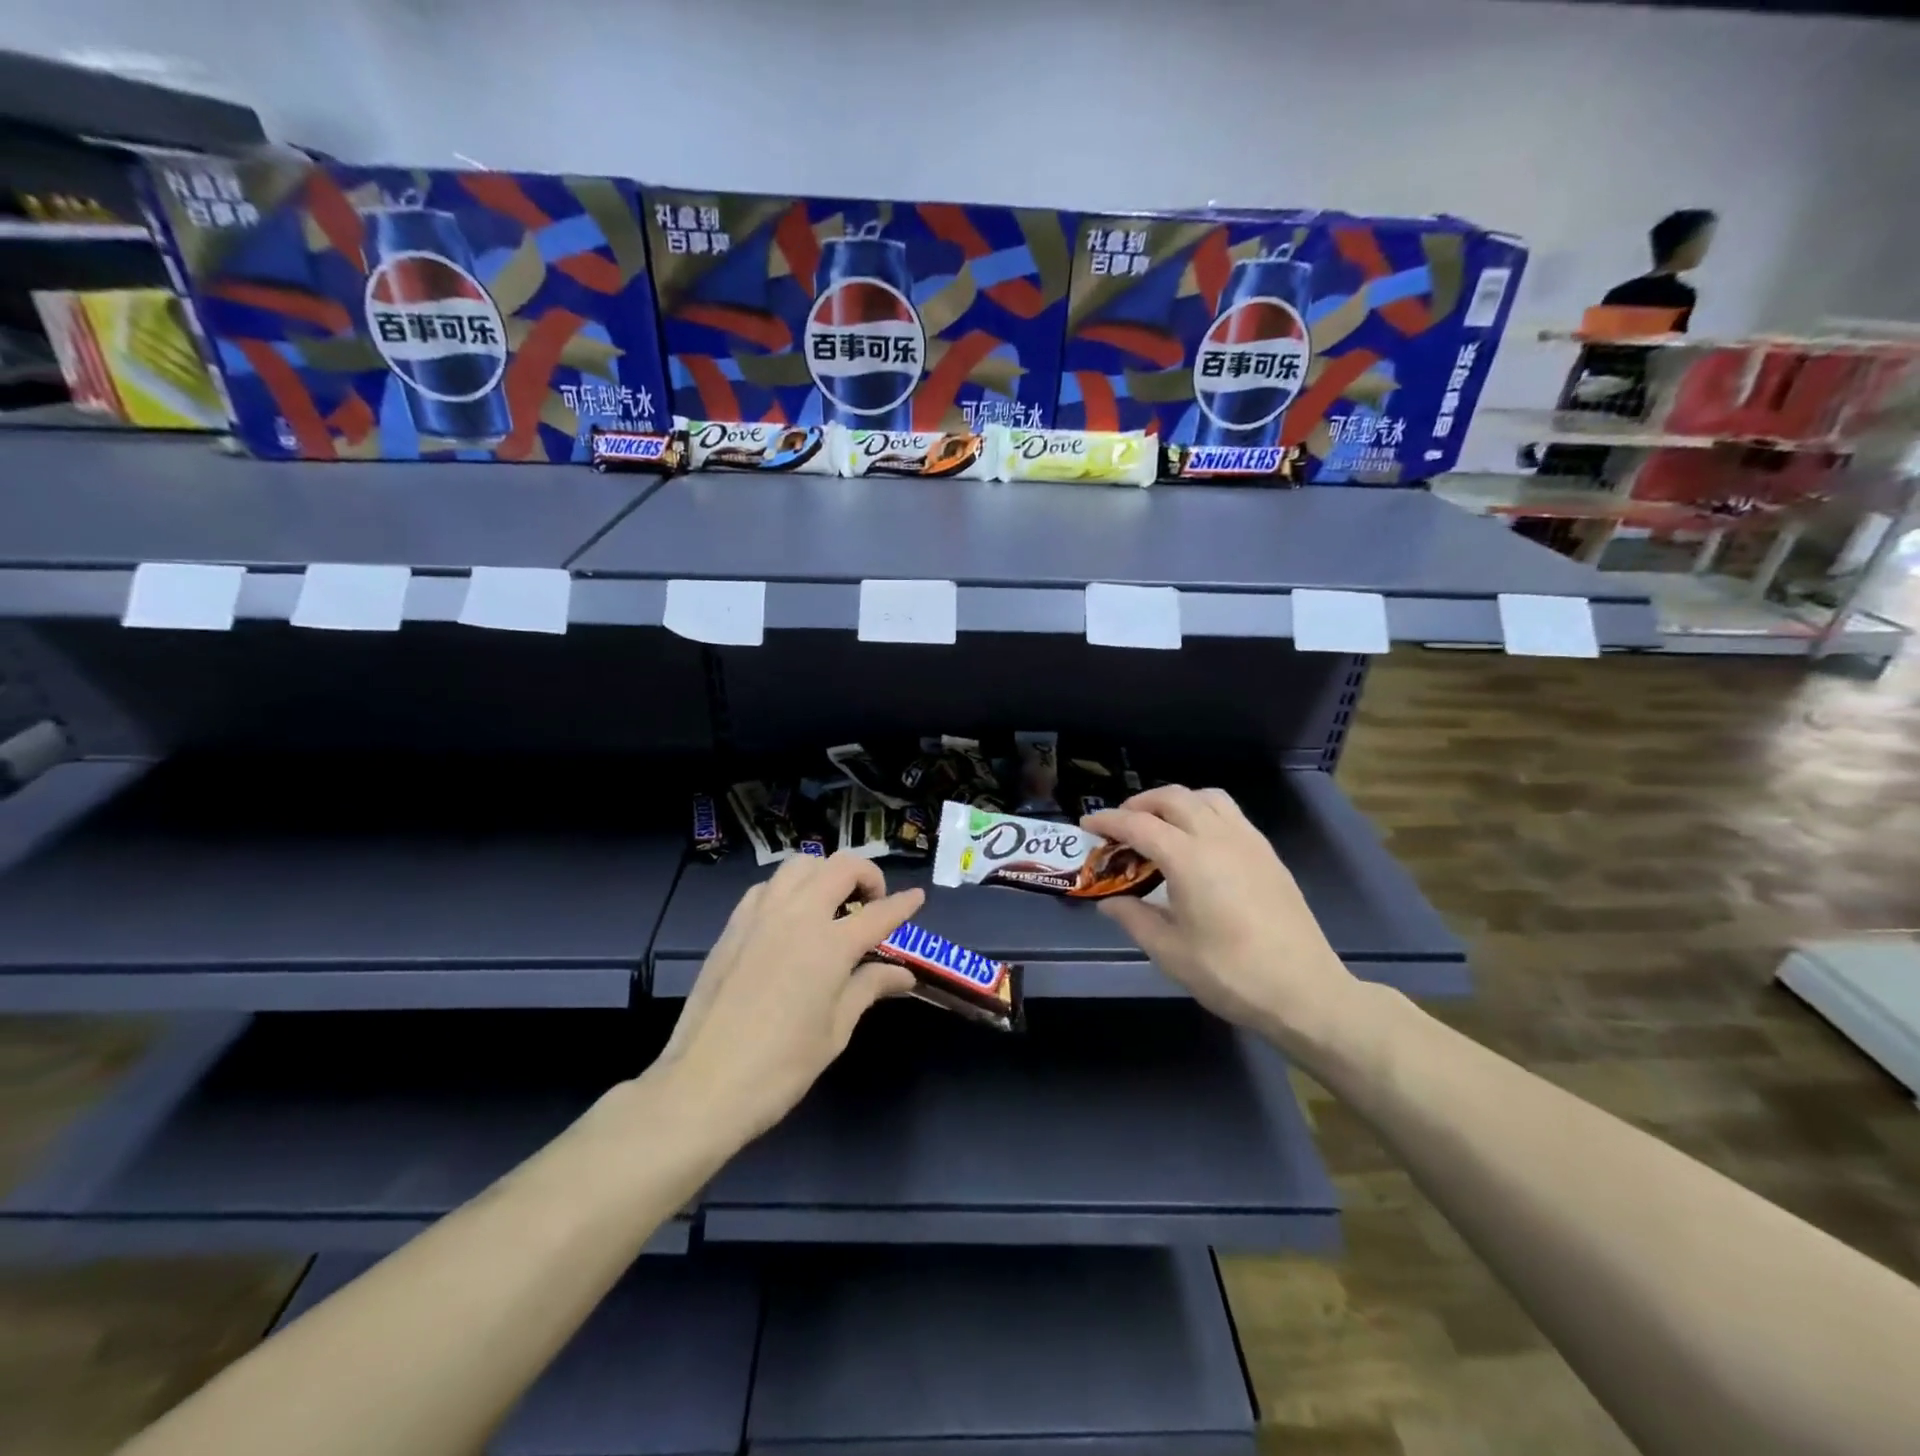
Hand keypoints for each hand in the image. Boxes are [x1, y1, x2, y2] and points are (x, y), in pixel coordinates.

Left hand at [656, 852, 922, 1144]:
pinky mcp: (733, 926)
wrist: (703, 1086)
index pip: (878, 913)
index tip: (917, 898)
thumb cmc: (780, 1067)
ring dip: (825, 874)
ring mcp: (760, 916)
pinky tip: (791, 917)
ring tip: (833, 903)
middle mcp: (797, 916)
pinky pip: (767, 887)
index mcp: (830, 945)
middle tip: (872, 903)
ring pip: (800, 865)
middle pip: (840, 867)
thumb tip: (903, 975)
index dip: (903, 904)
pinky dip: (789, 889)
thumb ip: (869, 988)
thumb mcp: (835, 1031)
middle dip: (867, 875)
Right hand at [1084, 787, 1360, 1050]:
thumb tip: (1109, 901)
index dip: (1109, 821)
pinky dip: (1203, 812)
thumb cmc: (1230, 974)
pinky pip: (1229, 813)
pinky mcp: (1268, 853)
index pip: (1138, 824)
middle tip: (1121, 826)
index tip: (1088, 824)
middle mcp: (1218, 837)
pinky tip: (1198, 843)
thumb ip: (1134, 918)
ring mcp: (1248, 841)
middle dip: (1140, 804)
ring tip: (1160, 826)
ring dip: (1176, 802)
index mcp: (1189, 859)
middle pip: (1173, 798)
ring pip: (1206, 797)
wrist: (1305, 991)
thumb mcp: (1170, 952)